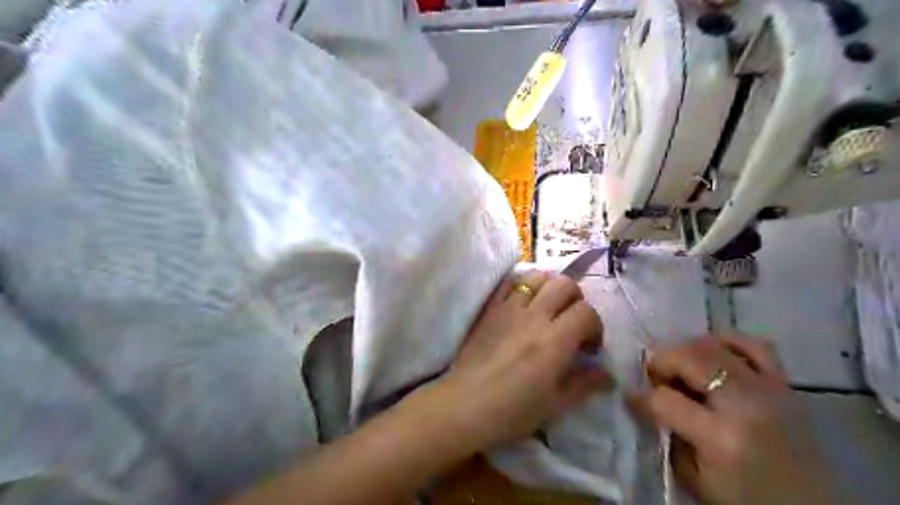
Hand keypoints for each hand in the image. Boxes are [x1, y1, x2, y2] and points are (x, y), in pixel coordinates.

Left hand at [443, 269, 611, 447]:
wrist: (466, 405)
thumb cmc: (513, 411)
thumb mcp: (556, 404)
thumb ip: (584, 383)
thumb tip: (608, 375)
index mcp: (555, 340)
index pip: (586, 312)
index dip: (595, 326)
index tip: (589, 346)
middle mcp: (534, 316)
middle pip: (564, 284)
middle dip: (576, 299)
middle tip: (571, 321)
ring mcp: (508, 308)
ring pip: (536, 276)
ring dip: (549, 286)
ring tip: (548, 307)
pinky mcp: (490, 308)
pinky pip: (508, 283)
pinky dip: (521, 285)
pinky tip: (523, 301)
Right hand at [628, 338, 848, 504]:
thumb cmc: (746, 501)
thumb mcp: (695, 479)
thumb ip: (669, 436)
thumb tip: (648, 402)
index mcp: (720, 438)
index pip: (664, 399)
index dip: (641, 396)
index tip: (631, 396)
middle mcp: (744, 404)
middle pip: (688, 357)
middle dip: (661, 362)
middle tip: (655, 376)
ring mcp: (769, 389)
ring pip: (715, 344)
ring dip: (689, 350)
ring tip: (683, 366)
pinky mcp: (785, 384)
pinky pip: (754, 345)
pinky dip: (728, 342)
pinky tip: (716, 354)